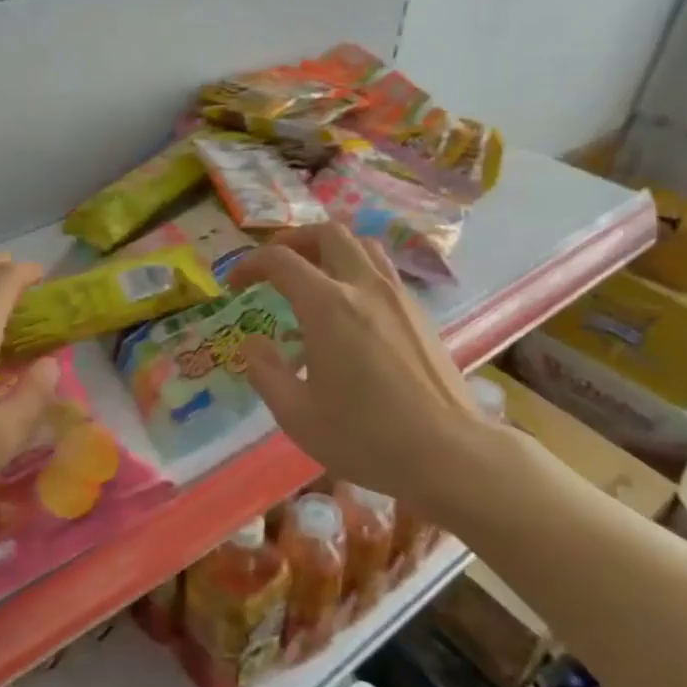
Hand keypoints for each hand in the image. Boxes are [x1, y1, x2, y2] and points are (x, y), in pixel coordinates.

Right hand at [227, 223, 508, 506]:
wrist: (450, 453)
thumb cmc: (366, 436)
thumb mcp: (297, 415)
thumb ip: (265, 372)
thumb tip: (252, 343)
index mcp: (328, 305)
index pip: (281, 260)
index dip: (250, 264)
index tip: (236, 283)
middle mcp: (364, 286)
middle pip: (327, 233)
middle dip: (293, 240)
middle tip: (275, 266)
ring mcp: (398, 296)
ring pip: (361, 245)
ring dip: (329, 248)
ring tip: (313, 274)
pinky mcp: (419, 313)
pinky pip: (383, 269)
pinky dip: (356, 268)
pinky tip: (350, 305)